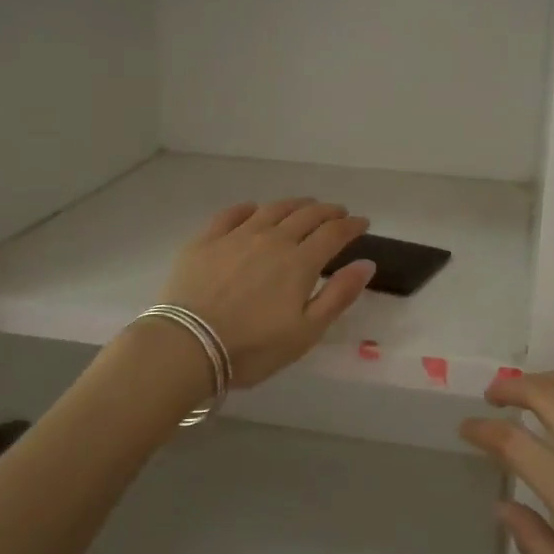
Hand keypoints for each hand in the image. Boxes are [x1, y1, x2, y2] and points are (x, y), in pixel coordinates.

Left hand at [158, 198, 376, 387]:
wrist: (187, 345)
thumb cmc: (252, 348)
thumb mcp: (306, 332)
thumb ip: (338, 295)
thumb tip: (367, 263)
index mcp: (299, 262)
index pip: (333, 234)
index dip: (351, 226)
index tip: (363, 222)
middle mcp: (272, 240)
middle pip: (306, 216)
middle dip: (327, 211)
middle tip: (338, 212)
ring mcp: (236, 236)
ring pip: (272, 209)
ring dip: (294, 204)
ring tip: (304, 205)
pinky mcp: (205, 240)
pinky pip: (231, 214)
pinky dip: (248, 208)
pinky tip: (253, 210)